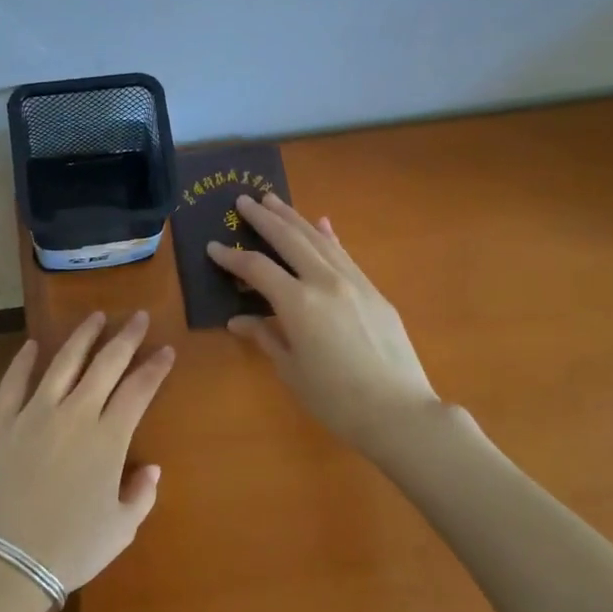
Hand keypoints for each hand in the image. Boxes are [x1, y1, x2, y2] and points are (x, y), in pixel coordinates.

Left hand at [0, 312, 172, 593]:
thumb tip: (151, 468)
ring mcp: (33, 414)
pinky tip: (33, 345)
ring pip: (62, 363)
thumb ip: (141, 494)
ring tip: (94, 317)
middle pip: (105, 364)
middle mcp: (74, 414)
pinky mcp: (0, 423)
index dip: (155, 367)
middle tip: (137, 316)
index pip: (139, 389)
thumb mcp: (121, 529)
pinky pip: (13, 383)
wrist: (5, 563)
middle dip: (126, 337)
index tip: (166, 350)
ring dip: (82, 337)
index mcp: (108, 438)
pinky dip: (24, 361)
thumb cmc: (71, 550)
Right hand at [208, 193, 439, 451]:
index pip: (257, 268)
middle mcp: (325, 281)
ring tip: (274, 201)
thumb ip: (266, 337)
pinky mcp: (374, 291)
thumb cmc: (336, 399)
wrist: (399, 411)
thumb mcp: (292, 370)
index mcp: (298, 303)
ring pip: (318, 239)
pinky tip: (322, 224)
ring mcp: (354, 282)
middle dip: (263, 218)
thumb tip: (239, 320)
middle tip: (243, 200)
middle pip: (289, 239)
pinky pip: (344, 254)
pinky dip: (328, 237)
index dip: (232, 257)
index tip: (213, 246)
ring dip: (294, 218)